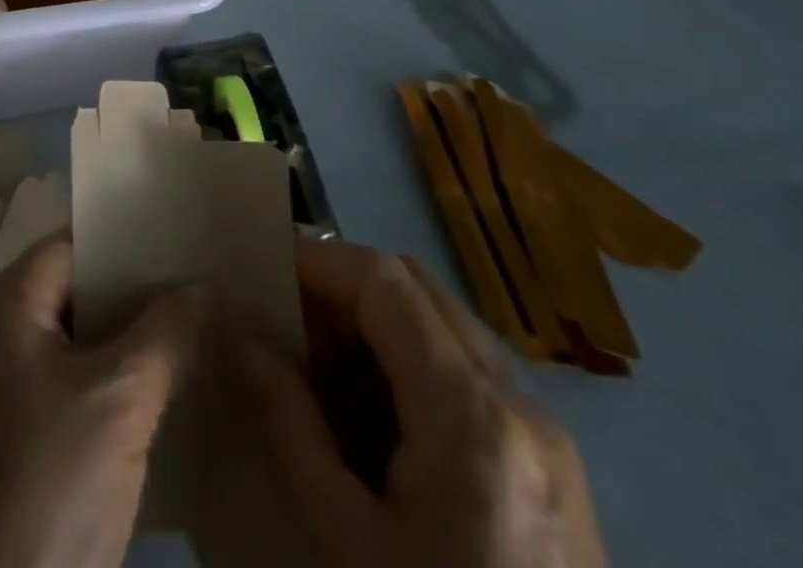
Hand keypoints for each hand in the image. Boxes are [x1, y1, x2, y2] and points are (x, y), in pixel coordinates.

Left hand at [0, 232, 204, 567]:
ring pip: (64, 344)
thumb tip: (200, 285)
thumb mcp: (119, 405)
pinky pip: (51, 388)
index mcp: (2, 301)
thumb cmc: (44, 488)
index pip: (75, 246)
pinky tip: (143, 405)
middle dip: (130, 299)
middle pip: (70, 292)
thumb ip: (164, 334)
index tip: (183, 252)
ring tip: (182, 347)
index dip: (129, 247)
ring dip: (117, 347)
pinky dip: (94, 388)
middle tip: (194, 302)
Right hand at [244, 241, 604, 567]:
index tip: (265, 274)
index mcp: (473, 416)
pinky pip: (472, 370)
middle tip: (290, 320)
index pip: (384, 281)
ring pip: (447, 322)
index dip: (319, 263)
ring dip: (380, 320)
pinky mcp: (555, 466)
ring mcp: (549, 434)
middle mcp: (522, 403)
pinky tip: (380, 414)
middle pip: (419, 286)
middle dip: (346, 286)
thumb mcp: (347, 545)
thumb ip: (293, 426)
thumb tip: (247, 343)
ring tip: (324, 365)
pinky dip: (415, 360)